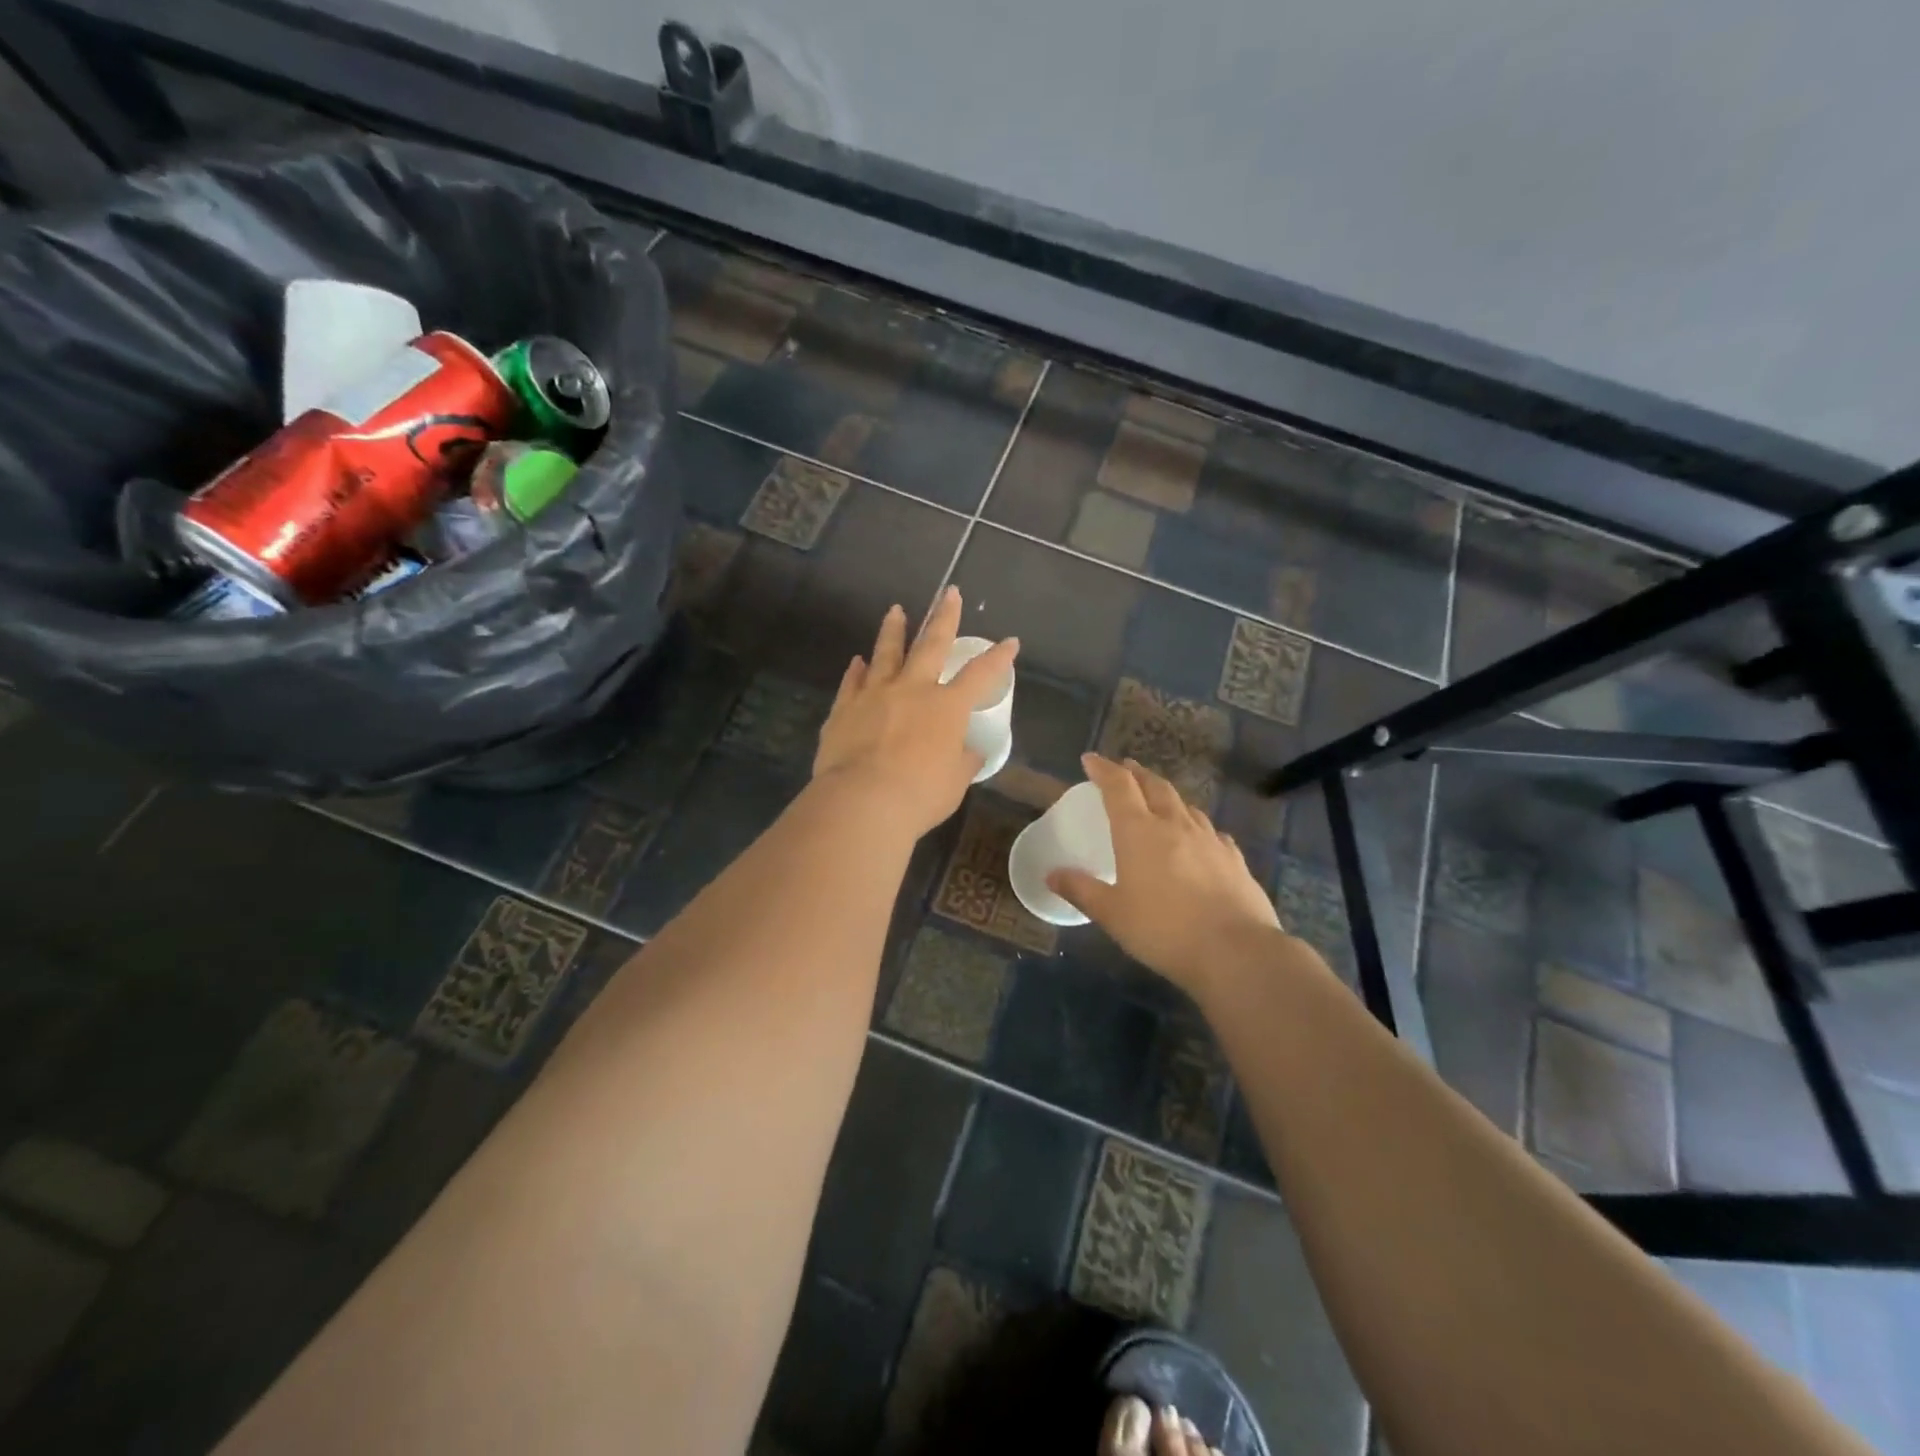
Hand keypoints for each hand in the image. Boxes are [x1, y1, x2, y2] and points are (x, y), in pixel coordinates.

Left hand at [812, 586, 1018, 837]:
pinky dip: (857, 670)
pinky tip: (858, 661)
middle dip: (943, 617)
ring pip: (886, 653)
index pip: (981, 675)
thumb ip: (962, 760)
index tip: (1010, 642)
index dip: (998, 658)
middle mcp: (913, 690)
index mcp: (947, 707)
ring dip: (893, 630)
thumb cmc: (920, 794)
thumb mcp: (954, 782)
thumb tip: (969, 750)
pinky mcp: (845, 708)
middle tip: (948, 593)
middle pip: (931, 644)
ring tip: (895, 611)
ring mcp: (875, 695)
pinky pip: (852, 682)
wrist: (862, 801)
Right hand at [1047, 753, 1281, 995]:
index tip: (1090, 760)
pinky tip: (1200, 838)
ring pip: (1186, 805)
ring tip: (1159, 799)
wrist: (1235, 951)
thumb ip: (1081, 890)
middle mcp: (1175, 825)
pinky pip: (1212, 832)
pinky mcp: (1234, 859)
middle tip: (1125, 769)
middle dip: (1137, 774)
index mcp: (1139, 831)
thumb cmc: (1163, 930)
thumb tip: (1051, 874)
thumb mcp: (1112, 914)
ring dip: (1167, 796)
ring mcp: (1210, 839)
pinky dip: (1197, 826)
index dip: (1103, 769)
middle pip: (1155, 786)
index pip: (1119, 786)